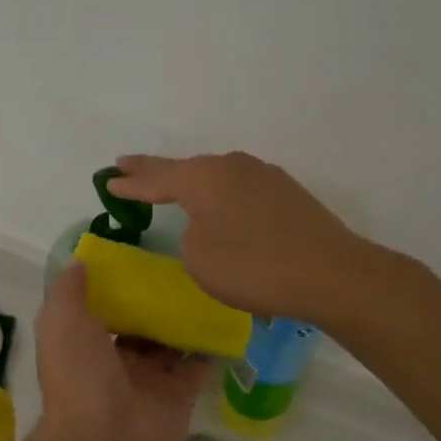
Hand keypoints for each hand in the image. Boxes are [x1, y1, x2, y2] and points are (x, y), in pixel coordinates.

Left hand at [33, 263, 213, 440]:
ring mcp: (150, 379)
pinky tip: (224, 317)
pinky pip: (198, 365)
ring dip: (185, 319)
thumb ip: (70, 290)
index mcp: (85, 344)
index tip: (139, 259)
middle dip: (156, 302)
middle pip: (140, 325)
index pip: (104, 310)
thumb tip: (80, 261)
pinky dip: (210, 346)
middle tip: (180, 269)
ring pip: (170, 342)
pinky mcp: (180, 394)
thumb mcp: (61, 321)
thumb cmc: (79, 374)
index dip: (118, 287)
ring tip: (206, 285)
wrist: (105, 439)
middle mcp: (117, 361)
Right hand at [107, 151, 376, 324]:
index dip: (131, 182)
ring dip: (192, 184)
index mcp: (205, 177)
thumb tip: (206, 226)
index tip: (108, 178)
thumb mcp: (199, 258)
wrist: (332, 274)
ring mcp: (264, 177)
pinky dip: (221, 198)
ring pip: (216, 178)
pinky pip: (240, 191)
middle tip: (128, 166)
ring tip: (172, 185)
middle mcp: (233, 167)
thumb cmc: (255, 267)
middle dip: (156, 171)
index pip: (157, 178)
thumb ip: (189, 236)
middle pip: (186, 169)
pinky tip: (221, 207)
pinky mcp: (287, 194)